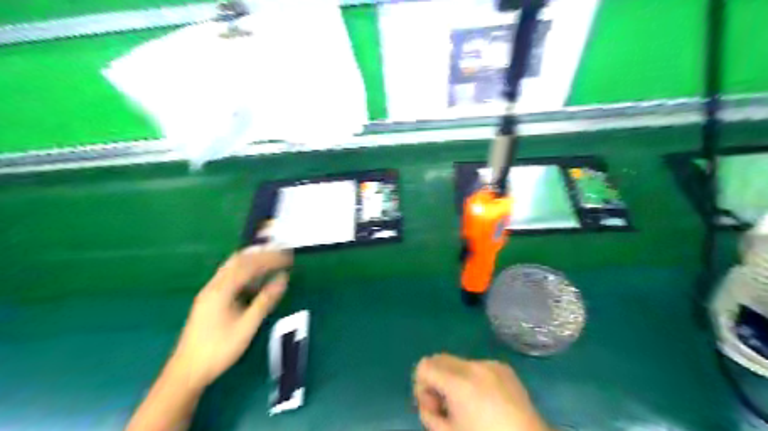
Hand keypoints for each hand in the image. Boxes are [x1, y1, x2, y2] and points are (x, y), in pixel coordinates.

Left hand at [168, 246, 290, 389]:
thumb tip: (283, 279)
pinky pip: (229, 277)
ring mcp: (209, 292)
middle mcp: (214, 286)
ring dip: (253, 262)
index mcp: (222, 290)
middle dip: (261, 255)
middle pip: (239, 260)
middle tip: (281, 255)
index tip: (288, 258)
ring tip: (272, 262)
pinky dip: (245, 273)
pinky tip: (256, 281)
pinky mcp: (209, 300)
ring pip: (232, 268)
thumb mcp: (247, 326)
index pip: (249, 265)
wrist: (187, 371)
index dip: (270, 259)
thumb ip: (265, 300)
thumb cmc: (219, 349)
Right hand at [413, 353, 545, 429]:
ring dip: (454, 379)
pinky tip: (485, 401)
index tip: (433, 407)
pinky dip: (472, 379)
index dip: (421, 386)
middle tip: (446, 407)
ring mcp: (491, 364)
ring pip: (458, 362)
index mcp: (459, 382)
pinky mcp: (504, 368)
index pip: (424, 365)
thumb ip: (428, 413)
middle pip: (438, 358)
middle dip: (435, 379)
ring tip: (467, 405)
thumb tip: (428, 400)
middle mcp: (474, 366)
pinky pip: (477, 367)